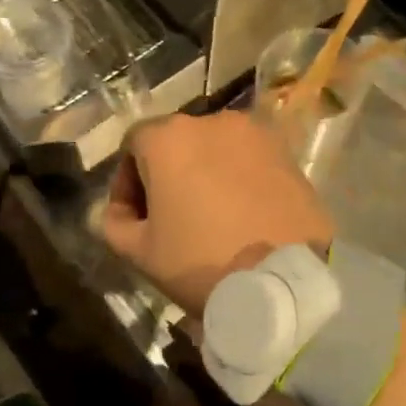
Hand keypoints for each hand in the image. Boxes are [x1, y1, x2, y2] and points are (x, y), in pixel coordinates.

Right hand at [101, 111, 333, 314]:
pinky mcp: (290, 155)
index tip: (133, 218)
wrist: (282, 284)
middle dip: (167, 176)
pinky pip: (250, 163)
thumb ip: (115, 223)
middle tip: (170, 219)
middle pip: (177, 143)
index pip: (133, 145)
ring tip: (210, 218)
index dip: (126, 182)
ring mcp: (257, 136)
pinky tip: (242, 218)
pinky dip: (239, 181)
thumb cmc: (200, 262)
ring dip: (205, 175)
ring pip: (216, 151)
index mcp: (169, 138)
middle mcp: (213, 122)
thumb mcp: (140, 252)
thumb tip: (119, 212)